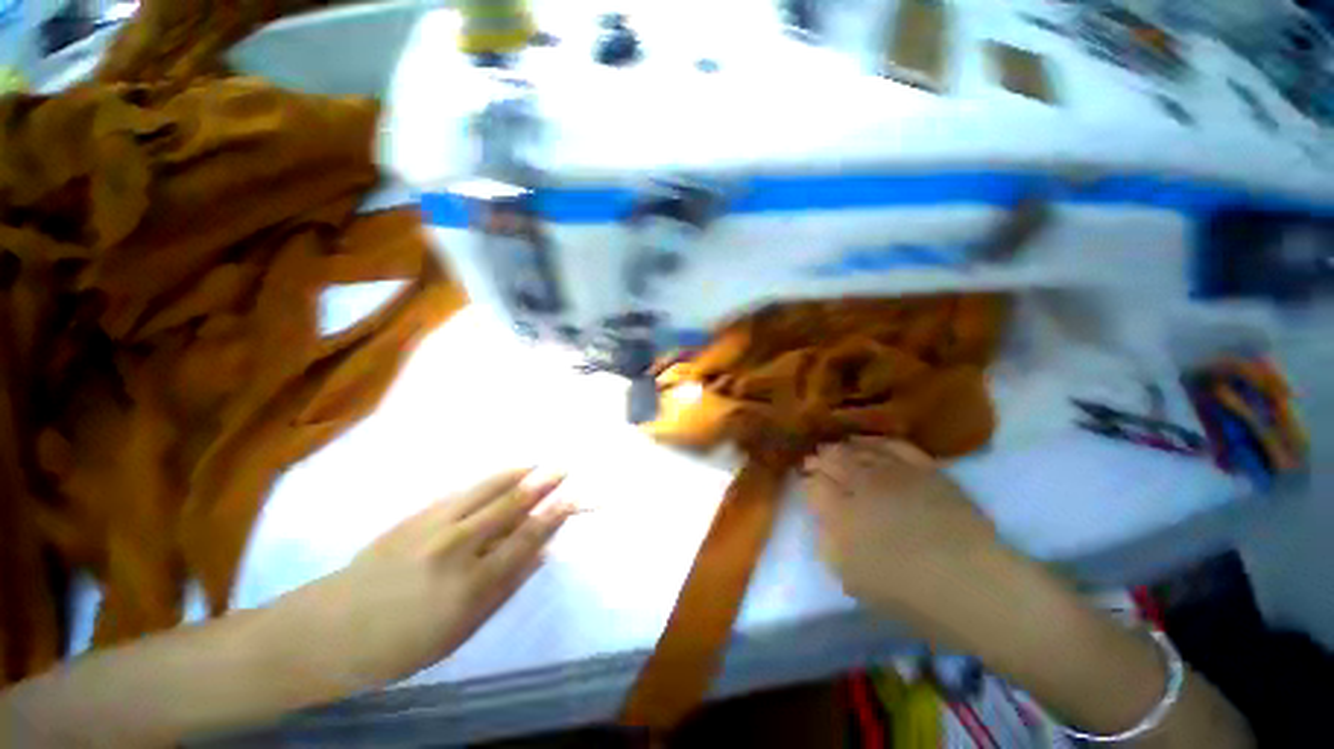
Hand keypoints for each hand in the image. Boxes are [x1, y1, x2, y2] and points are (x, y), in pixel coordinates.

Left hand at [271, 468, 573, 691]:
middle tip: (565, 467)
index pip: (526, 538)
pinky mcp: (417, 515)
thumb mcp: (461, 631)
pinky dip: (491, 479)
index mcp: (471, 583)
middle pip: (511, 506)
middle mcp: (457, 546)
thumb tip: (541, 554)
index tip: (574, 497)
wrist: (330, 629)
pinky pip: (464, 490)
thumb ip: (506, 587)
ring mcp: (435, 525)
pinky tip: (504, 474)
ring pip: (488, 489)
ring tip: (540, 463)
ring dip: (519, 473)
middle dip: (542, 484)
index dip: (553, 515)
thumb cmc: (401, 645)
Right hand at [802, 437, 1003, 631]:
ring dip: (840, 447)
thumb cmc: (907, 592)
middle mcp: (862, 484)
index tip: (805, 484)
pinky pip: (891, 444)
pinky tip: (864, 441)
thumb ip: (828, 542)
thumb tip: (822, 517)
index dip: (807, 482)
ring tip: (833, 449)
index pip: (813, 485)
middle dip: (818, 460)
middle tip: (813, 462)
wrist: (973, 584)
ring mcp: (894, 472)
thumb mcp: (852, 577)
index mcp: (840, 512)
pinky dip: (873, 440)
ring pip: (857, 448)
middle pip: (831, 460)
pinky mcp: (923, 468)